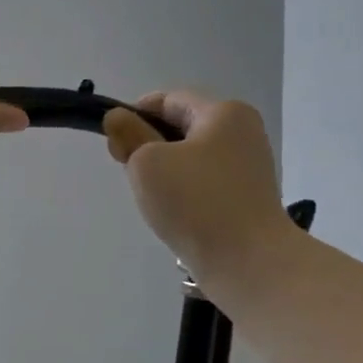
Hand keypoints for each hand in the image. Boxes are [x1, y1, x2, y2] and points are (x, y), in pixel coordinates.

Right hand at [103, 90, 296, 284]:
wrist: (248, 262)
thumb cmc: (195, 202)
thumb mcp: (148, 162)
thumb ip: (129, 136)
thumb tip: (117, 118)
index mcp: (224, 112)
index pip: (168, 99)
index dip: (134, 114)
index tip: (114, 142)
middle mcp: (242, 132)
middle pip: (181, 127)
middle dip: (148, 144)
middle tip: (127, 171)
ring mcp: (248, 166)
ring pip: (191, 156)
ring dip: (164, 171)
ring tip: (151, 197)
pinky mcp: (247, 197)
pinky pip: (204, 182)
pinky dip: (183, 191)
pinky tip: (172, 212)